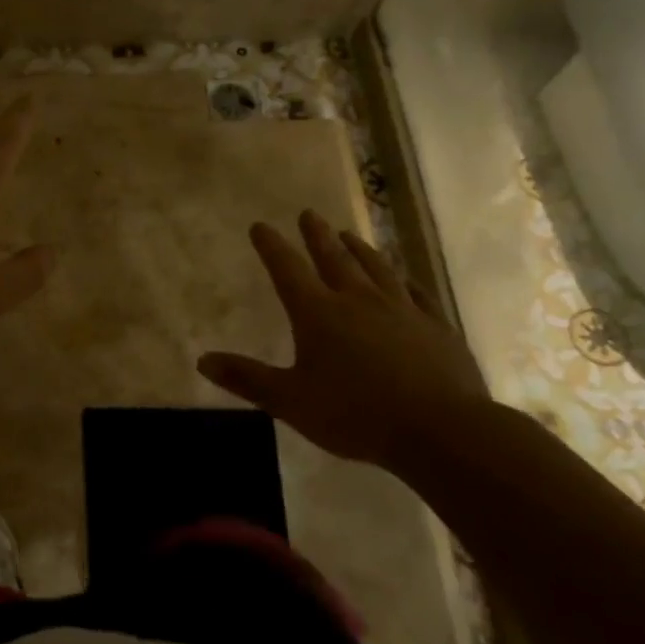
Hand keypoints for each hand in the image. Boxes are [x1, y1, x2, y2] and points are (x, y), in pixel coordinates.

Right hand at [197, 211, 490, 470]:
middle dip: (316, 235)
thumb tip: (202, 360)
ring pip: (376, 269)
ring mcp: (402, 311)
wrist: (442, 430)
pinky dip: (406, 282)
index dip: (271, 246)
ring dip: (360, 250)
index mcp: (318, 313)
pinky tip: (405, 279)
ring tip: (349, 235)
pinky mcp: (437, 328)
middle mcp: (358, 300)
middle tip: (309, 213)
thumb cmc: (356, 414)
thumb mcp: (290, 401)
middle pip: (333, 259)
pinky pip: (418, 296)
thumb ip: (247, 378)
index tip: (260, 226)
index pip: (287, 269)